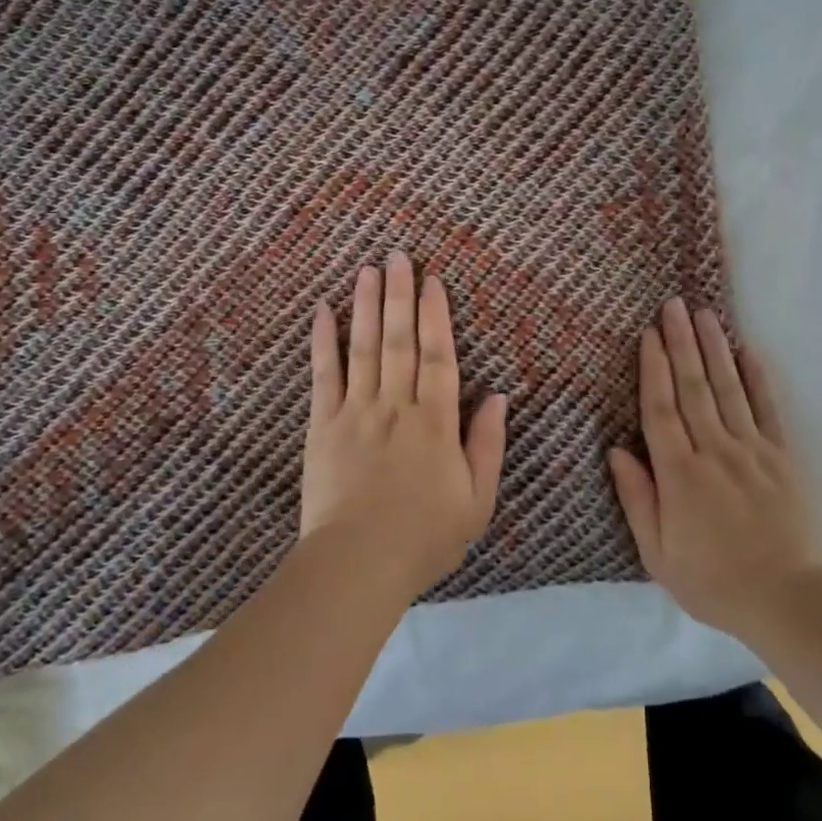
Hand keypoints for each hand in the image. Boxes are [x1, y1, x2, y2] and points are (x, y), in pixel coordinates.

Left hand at [302, 251, 508, 597]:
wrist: (357, 564)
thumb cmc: (424, 537)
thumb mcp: (476, 501)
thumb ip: (487, 445)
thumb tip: (499, 396)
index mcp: (435, 423)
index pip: (438, 356)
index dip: (436, 316)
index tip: (433, 281)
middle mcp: (396, 405)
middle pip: (399, 340)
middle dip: (400, 294)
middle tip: (398, 255)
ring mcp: (356, 412)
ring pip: (363, 347)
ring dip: (366, 305)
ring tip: (368, 268)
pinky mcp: (322, 425)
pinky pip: (323, 374)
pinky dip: (323, 340)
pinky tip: (322, 309)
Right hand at [607, 299, 821, 640]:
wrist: (789, 600)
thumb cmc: (713, 581)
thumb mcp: (658, 554)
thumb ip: (636, 498)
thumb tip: (616, 450)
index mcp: (679, 473)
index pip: (660, 408)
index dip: (652, 368)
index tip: (647, 335)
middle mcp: (714, 450)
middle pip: (692, 387)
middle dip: (680, 342)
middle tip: (672, 305)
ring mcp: (752, 450)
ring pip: (727, 388)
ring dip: (713, 348)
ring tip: (703, 314)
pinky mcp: (782, 458)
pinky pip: (768, 410)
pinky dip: (757, 378)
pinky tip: (747, 350)